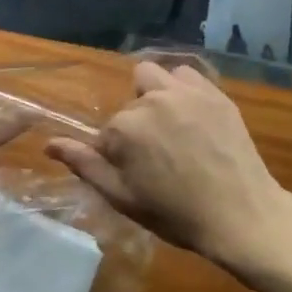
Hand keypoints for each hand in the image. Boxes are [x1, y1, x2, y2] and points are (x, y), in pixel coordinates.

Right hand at [46, 61, 290, 267]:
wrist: (242, 216)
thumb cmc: (178, 214)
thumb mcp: (124, 198)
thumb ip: (85, 165)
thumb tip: (49, 142)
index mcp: (124, 128)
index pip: (106, 133)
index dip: (118, 154)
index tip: (138, 174)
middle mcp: (150, 101)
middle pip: (128, 103)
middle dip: (135, 122)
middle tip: (157, 152)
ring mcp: (185, 92)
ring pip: (152, 76)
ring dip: (153, 95)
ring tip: (170, 125)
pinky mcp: (213, 92)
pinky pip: (186, 74)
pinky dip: (182, 88)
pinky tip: (192, 113)